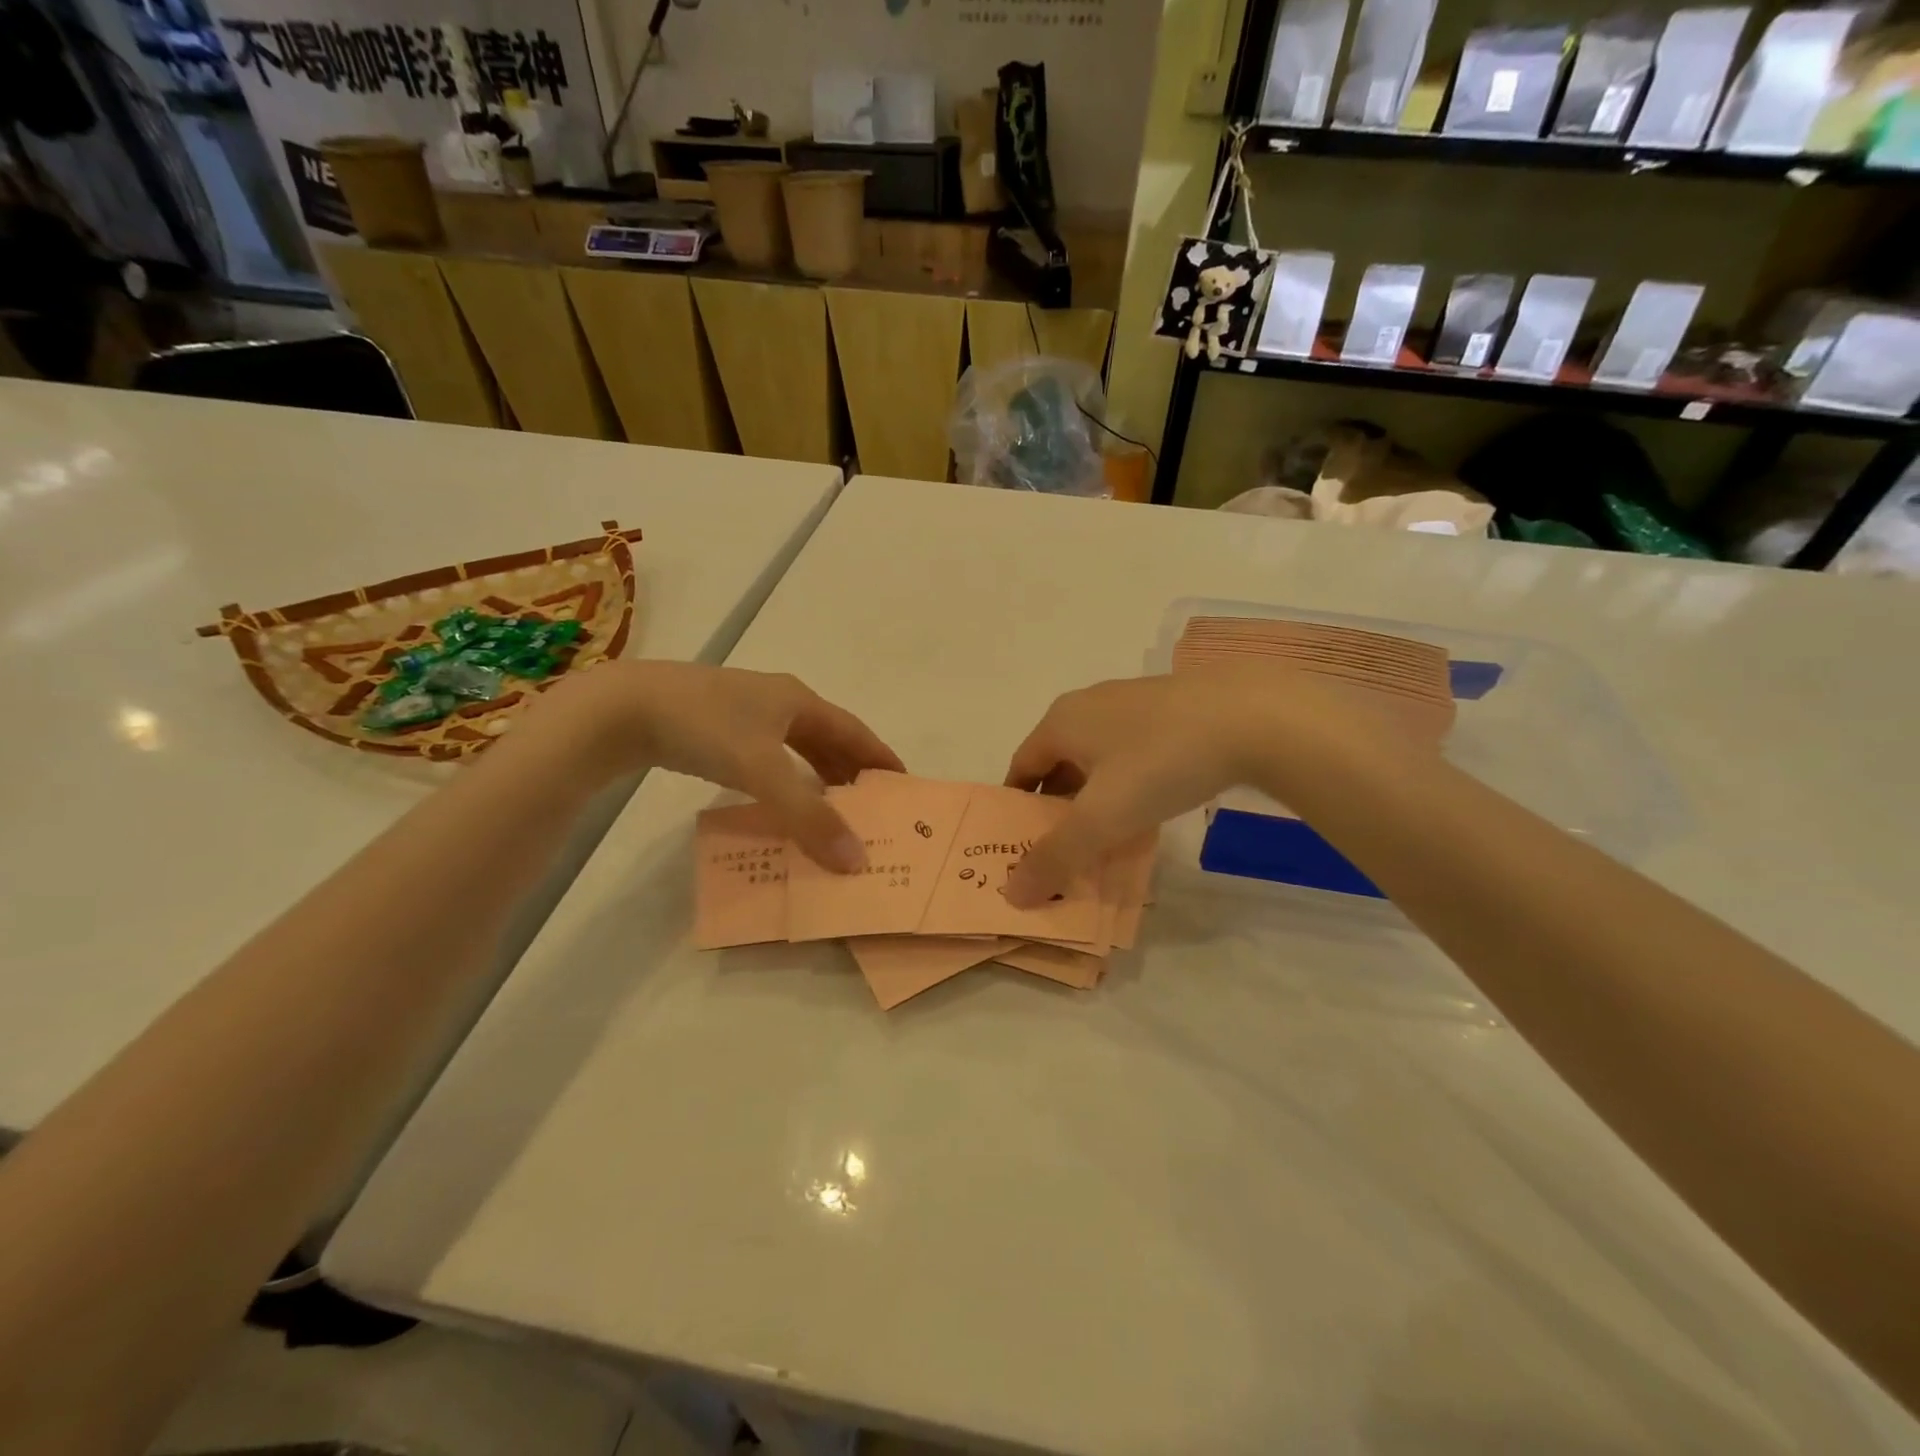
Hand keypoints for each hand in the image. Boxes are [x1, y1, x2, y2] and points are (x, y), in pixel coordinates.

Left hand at [541, 661, 903, 870]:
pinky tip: (781, 798)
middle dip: (852, 772)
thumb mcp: (761, 771)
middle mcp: (778, 700)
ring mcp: (745, 711)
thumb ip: (808, 817)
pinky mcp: (717, 726)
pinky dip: (787, 778)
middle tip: (872, 808)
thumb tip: (856, 861)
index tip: (904, 786)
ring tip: (834, 809)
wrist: (621, 708)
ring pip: (797, 746)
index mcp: (798, 701)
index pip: (855, 732)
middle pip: (829, 738)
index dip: (881, 758)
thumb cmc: (703, 727)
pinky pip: (770, 754)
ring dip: (819, 776)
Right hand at [1002, 662, 1419, 905]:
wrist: (1253, 716)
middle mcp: (1089, 705)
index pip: (1021, 767)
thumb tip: (1013, 893)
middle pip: (1058, 763)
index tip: (1022, 846)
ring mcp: (1132, 702)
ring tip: (1107, 837)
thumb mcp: (1102, 818)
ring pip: (1098, 758)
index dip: (1016, 808)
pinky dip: (1128, 783)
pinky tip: (1150, 808)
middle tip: (1065, 850)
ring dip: (1094, 797)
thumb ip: (1056, 856)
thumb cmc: (1161, 762)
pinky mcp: (1171, 708)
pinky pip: (1132, 752)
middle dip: (1057, 808)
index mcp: (1061, 721)